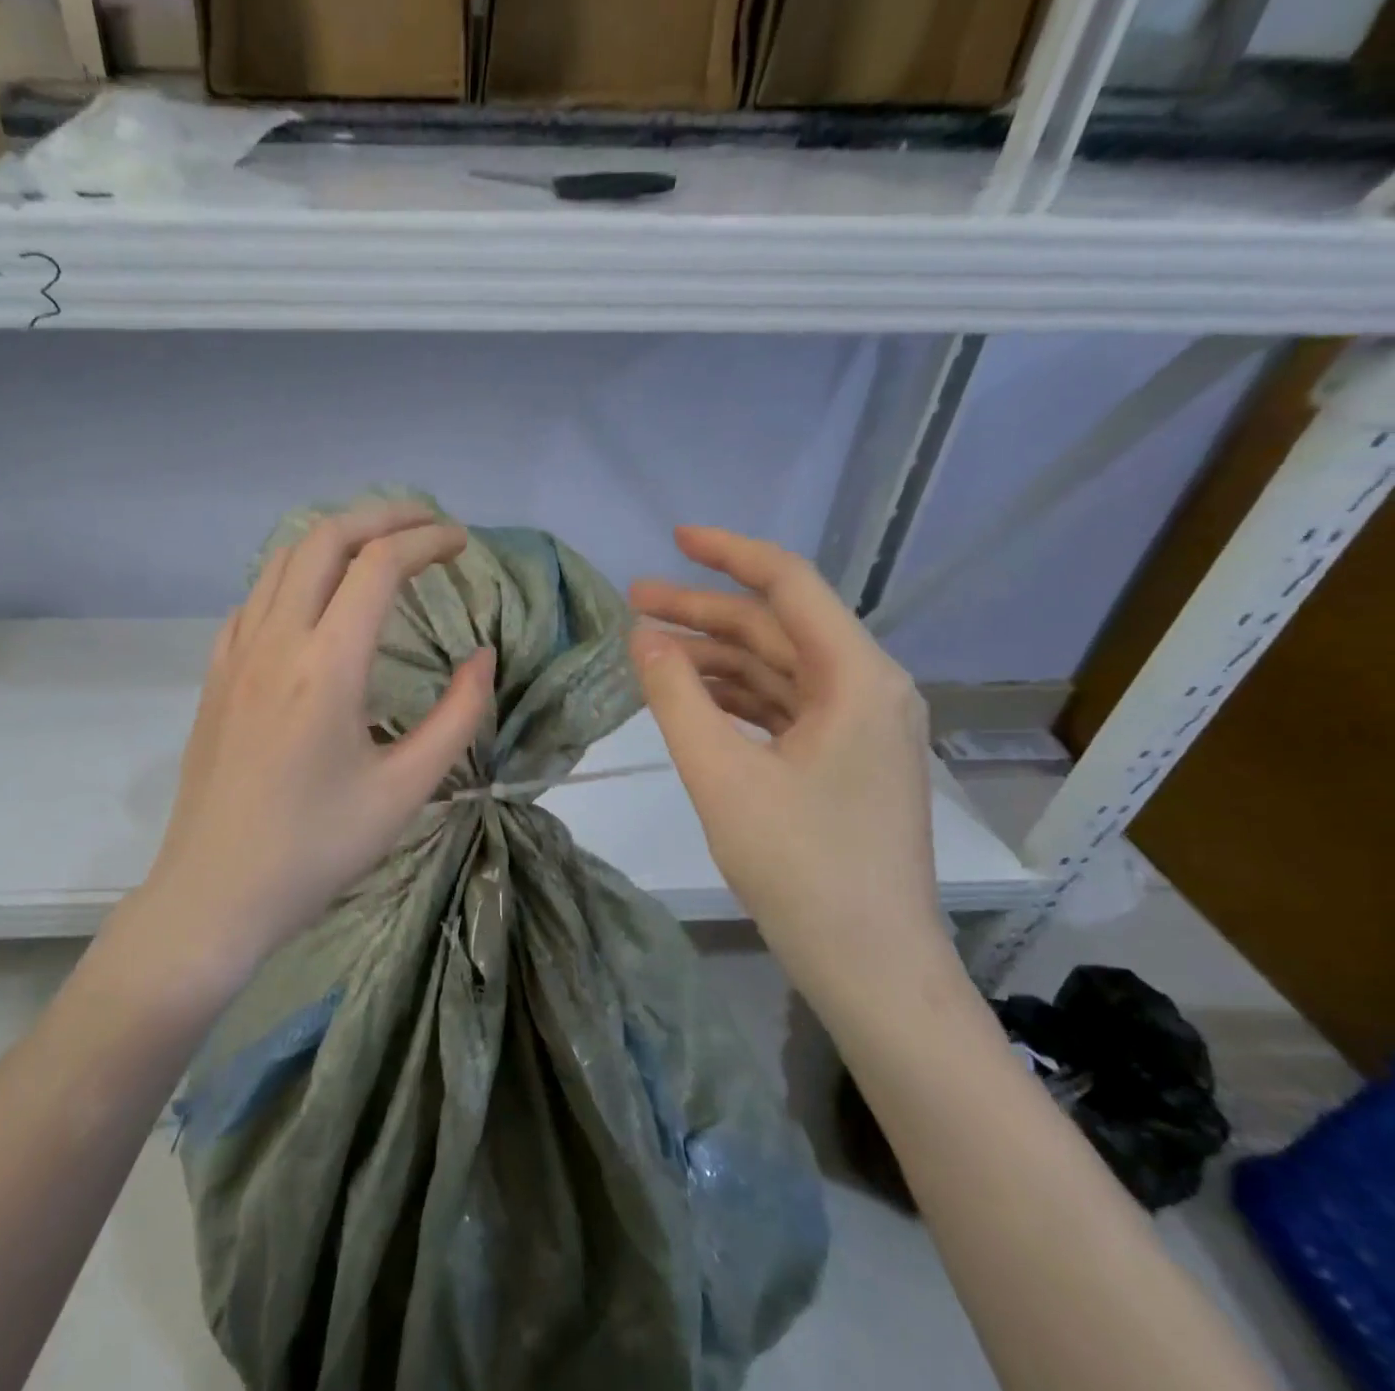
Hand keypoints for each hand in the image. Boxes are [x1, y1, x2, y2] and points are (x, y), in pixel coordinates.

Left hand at [137, 500, 494, 985]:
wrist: (214, 894)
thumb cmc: (315, 850)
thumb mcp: (405, 791)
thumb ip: (457, 716)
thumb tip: (482, 657)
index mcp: (327, 666)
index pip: (379, 564)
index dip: (426, 540)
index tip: (461, 543)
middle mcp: (275, 640)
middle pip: (325, 537)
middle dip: (382, 515)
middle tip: (427, 524)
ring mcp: (236, 652)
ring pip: (283, 558)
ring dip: (336, 537)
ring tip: (379, 548)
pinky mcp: (216, 673)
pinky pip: (256, 595)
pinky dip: (296, 573)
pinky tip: (318, 601)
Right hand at [629, 527, 952, 1010]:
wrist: (870, 965)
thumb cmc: (800, 868)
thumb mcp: (721, 775)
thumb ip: (676, 697)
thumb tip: (642, 637)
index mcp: (856, 678)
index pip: (789, 586)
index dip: (728, 554)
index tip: (673, 539)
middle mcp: (868, 688)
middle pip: (776, 629)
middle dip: (703, 612)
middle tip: (632, 603)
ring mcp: (860, 725)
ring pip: (776, 669)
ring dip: (714, 657)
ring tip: (647, 652)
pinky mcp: (844, 758)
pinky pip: (782, 706)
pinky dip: (734, 696)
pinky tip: (688, 697)